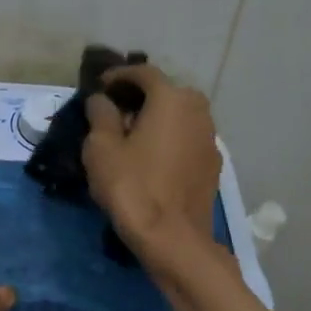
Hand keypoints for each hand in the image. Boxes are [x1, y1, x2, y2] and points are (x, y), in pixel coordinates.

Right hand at [82, 63, 222, 253]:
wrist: (173, 238)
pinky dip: (168, 139)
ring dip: (155, 118)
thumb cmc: (132, 187)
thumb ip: (101, 116)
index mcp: (171, 99)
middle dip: (139, 96)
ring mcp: (210, 138)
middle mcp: (198, 110)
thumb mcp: (101, 148)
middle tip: (114, 110)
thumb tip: (101, 100)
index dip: (118, 75)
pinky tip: (150, 158)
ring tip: (130, 135)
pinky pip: (185, 139)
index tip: (99, 86)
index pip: (143, 73)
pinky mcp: (211, 165)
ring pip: (179, 116)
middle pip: (166, 92)